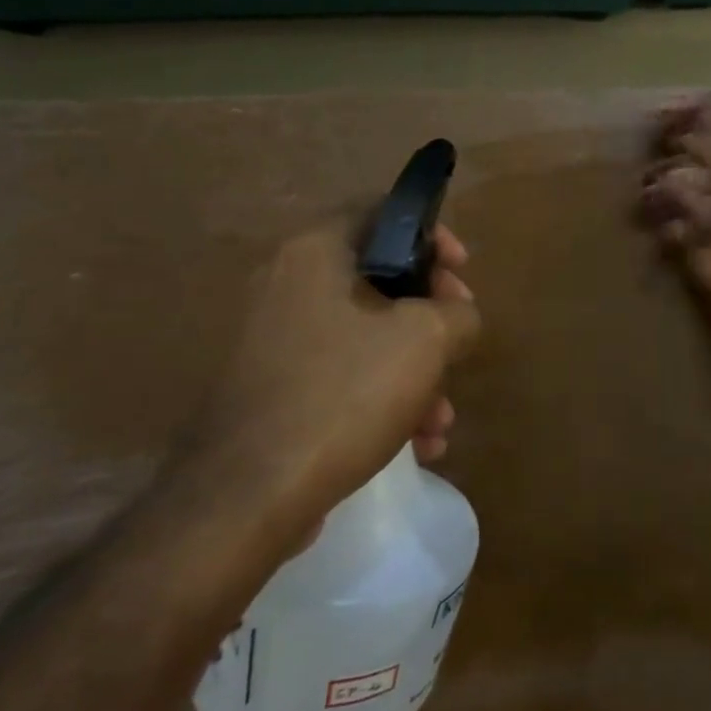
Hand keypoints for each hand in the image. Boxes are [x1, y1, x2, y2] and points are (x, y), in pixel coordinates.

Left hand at [189, 222, 480, 547]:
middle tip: (459, 344)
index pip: (383, 213)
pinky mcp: (270, 390)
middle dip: (432, 320)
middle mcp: (287, 285)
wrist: (247, 497)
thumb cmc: (345, 393)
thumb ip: (459, 312)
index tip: (463, 273)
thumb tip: (458, 317)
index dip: (434, 237)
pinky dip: (380, 400)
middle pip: (381, 282)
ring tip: (440, 422)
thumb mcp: (427, 339)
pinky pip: (340, 377)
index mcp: (316, 253)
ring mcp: (273, 341)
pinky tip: (415, 446)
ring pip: (365, 338)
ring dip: (414, 373)